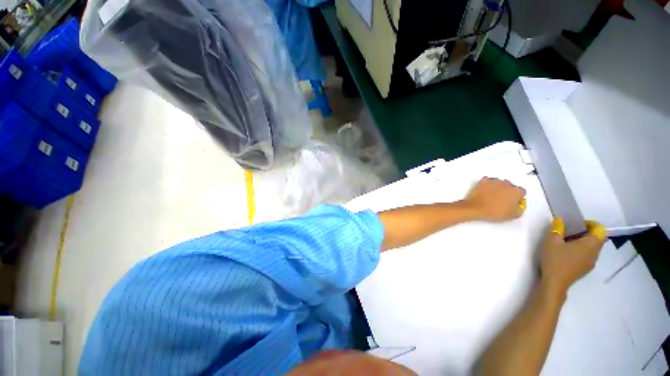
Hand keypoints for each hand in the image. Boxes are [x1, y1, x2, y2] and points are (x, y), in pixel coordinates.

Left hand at [463, 177, 525, 221]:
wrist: (476, 208)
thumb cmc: (494, 212)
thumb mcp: (513, 215)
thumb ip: (519, 209)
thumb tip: (518, 207)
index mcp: (516, 191)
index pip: (521, 192)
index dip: (517, 197)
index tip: (514, 202)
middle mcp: (507, 183)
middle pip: (510, 186)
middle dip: (507, 191)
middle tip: (502, 199)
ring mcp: (494, 181)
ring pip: (499, 182)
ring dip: (497, 187)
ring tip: (492, 196)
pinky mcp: (483, 181)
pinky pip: (487, 181)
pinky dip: (487, 184)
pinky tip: (485, 190)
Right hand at [539, 218, 606, 295]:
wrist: (555, 282)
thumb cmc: (555, 259)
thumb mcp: (551, 241)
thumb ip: (557, 229)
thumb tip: (560, 220)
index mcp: (591, 244)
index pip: (599, 228)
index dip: (589, 223)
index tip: (575, 224)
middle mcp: (596, 252)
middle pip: (597, 238)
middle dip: (585, 232)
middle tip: (568, 231)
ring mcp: (592, 262)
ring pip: (592, 247)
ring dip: (582, 241)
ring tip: (565, 242)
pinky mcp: (586, 268)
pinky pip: (588, 254)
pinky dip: (580, 250)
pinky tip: (566, 253)